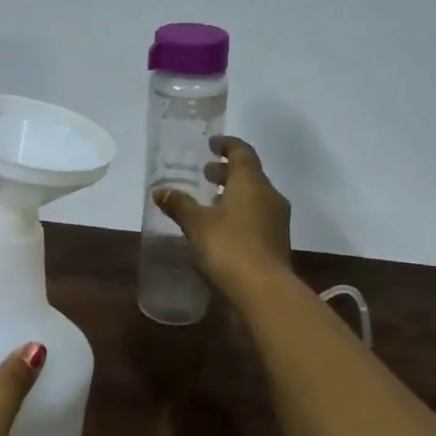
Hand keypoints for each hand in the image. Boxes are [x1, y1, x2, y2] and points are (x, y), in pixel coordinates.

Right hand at [152, 135, 292, 294]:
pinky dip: (240, 213)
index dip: (227, 145)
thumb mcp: (196, 224)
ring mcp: (277, 220)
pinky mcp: (277, 242)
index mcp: (251, 182)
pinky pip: (257, 216)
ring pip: (254, 196)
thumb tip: (159, 190)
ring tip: (210, 201)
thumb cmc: (229, 247)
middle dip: (227, 172)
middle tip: (205, 174)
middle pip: (249, 174)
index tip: (211, 144)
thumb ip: (179, 204)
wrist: (264, 292)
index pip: (242, 152)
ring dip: (233, 194)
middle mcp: (269, 195)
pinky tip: (221, 227)